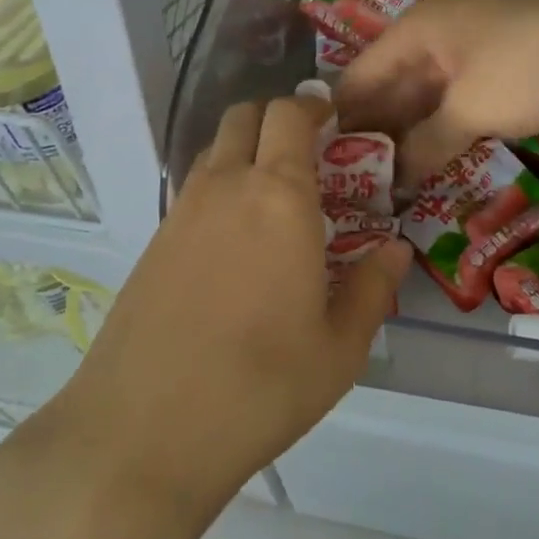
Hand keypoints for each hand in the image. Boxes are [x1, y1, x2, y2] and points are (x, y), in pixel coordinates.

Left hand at [39, 96, 410, 524]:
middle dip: (277, 118)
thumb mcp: (339, 349)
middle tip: (308, 153)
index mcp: (280, 196)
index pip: (289, 115)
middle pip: (244, 117)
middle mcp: (226, 187)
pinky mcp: (152, 243)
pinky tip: (236, 241)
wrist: (143, 432)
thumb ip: (373, 288)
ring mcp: (180, 212)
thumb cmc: (261, 387)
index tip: (334, 120)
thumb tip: (396, 249)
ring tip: (275, 198)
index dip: (312, 106)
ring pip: (214, 151)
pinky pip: (193, 191)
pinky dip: (220, 188)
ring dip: (245, 152)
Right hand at [336, 0, 538, 183]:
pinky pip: (456, 113)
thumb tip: (391, 184)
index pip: (359, 77)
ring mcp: (470, 60)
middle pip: (389, 92)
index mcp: (417, 30)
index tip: (319, 167)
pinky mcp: (499, 81)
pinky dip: (440, 140)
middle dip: (372, 137)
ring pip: (423, 106)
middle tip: (346, 188)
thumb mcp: (471, 106)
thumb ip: (425, 144)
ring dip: (406, 143)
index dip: (339, 121)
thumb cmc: (532, 63)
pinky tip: (422, 174)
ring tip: (377, 191)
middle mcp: (435, 40)